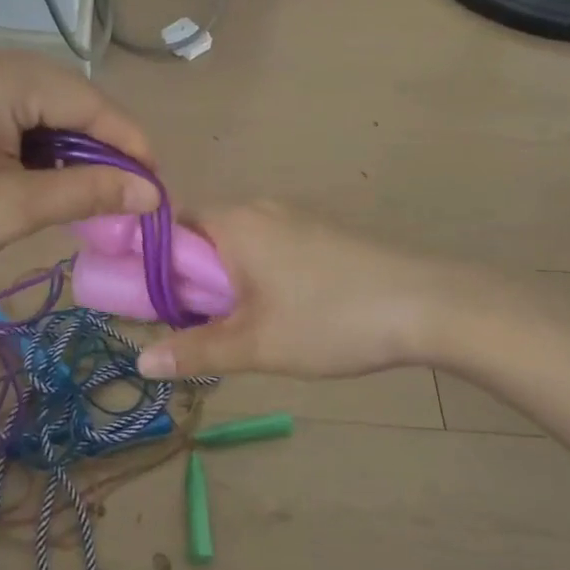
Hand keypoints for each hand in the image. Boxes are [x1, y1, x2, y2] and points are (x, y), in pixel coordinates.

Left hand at [0, 43, 159, 307]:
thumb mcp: (12, 211)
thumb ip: (87, 192)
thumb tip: (152, 193)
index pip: (83, 99)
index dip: (127, 140)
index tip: (156, 181)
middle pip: (59, 90)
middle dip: (95, 139)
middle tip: (121, 188)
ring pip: (30, 95)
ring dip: (60, 137)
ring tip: (81, 184)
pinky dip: (26, 133)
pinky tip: (35, 167)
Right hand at [136, 202, 450, 378]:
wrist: (428, 305)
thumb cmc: (330, 319)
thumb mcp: (256, 344)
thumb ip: (195, 351)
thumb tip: (141, 360)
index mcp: (232, 222)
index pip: (166, 225)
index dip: (145, 260)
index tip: (140, 299)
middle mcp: (258, 208)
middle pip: (199, 236)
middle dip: (185, 278)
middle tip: (184, 324)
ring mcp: (293, 218)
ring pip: (234, 245)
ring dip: (221, 280)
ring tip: (228, 326)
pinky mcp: (319, 235)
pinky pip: (265, 249)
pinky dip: (252, 276)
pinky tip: (273, 313)